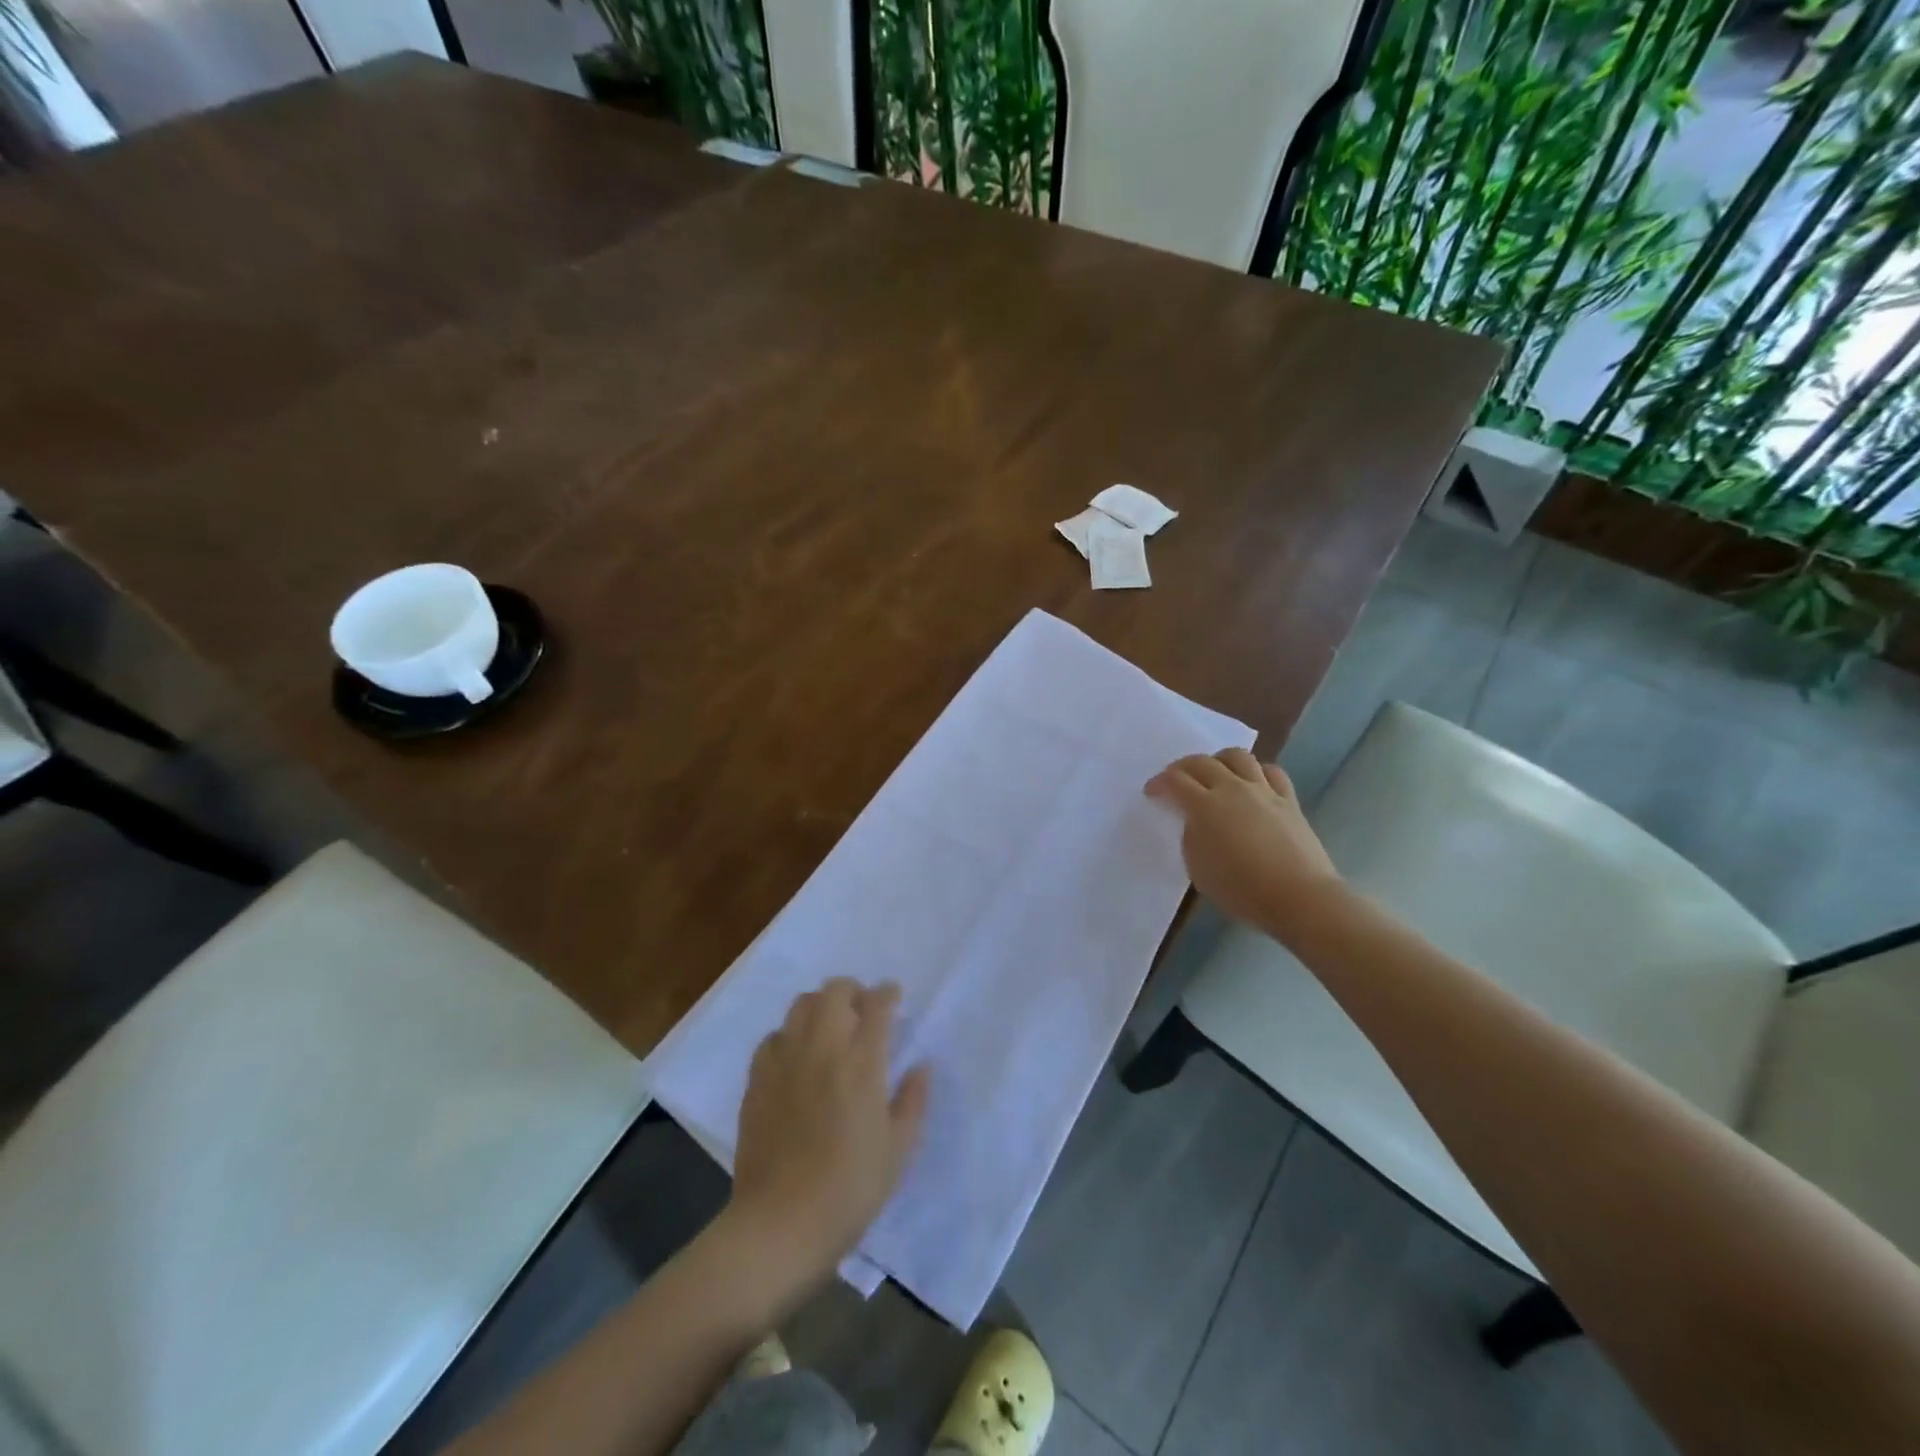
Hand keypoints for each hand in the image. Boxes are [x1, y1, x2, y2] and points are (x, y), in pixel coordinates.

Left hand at [729, 979, 929, 1287]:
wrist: (779, 1224)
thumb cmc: (850, 1190)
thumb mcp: (898, 1150)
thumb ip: (912, 1100)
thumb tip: (920, 1065)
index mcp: (862, 1063)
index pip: (877, 1005)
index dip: (888, 993)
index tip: (894, 998)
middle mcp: (822, 1048)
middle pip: (835, 991)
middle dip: (854, 991)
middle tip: (863, 1012)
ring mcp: (785, 1060)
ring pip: (801, 1004)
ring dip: (821, 1006)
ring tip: (831, 1029)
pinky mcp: (757, 1078)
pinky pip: (774, 1036)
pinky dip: (790, 1035)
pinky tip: (798, 1059)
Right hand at [1145, 749, 1342, 944]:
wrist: (1299, 897)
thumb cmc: (1242, 890)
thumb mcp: (1198, 869)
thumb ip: (1192, 838)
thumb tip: (1197, 822)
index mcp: (1204, 806)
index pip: (1174, 781)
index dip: (1159, 783)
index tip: (1152, 792)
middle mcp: (1232, 789)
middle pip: (1202, 762)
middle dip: (1183, 767)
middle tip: (1176, 780)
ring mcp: (1263, 791)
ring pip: (1238, 757)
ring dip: (1219, 760)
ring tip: (1214, 773)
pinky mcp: (1289, 800)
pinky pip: (1271, 771)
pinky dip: (1256, 771)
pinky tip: (1252, 783)